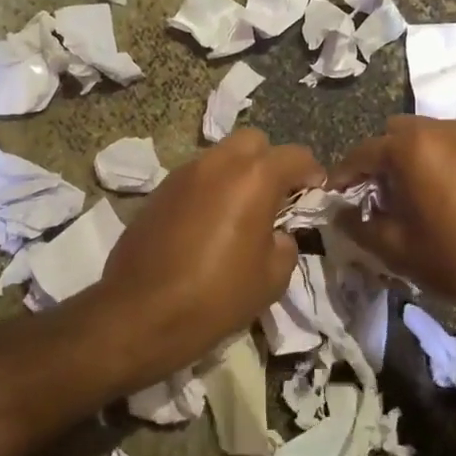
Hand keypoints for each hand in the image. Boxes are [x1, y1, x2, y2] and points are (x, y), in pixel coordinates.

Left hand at [99, 129, 323, 375]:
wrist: (139, 314)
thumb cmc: (216, 296)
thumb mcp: (271, 279)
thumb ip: (285, 245)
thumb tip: (277, 235)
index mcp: (254, 178)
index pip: (295, 156)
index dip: (312, 172)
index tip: (316, 192)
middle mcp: (218, 164)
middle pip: (254, 141)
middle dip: (270, 162)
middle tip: (275, 197)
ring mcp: (183, 174)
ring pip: (221, 156)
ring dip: (237, 174)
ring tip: (240, 211)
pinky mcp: (158, 192)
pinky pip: (195, 177)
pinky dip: (209, 189)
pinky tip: (208, 224)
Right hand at [332, 116, 455, 321]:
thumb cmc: (454, 257)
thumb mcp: (396, 247)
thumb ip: (359, 225)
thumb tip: (339, 214)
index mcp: (410, 147)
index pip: (361, 153)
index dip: (342, 177)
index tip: (332, 198)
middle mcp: (437, 129)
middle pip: (392, 136)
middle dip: (376, 162)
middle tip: (370, 198)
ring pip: (420, 139)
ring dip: (403, 161)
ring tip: (400, 200)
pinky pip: (444, 148)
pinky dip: (429, 163)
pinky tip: (431, 198)